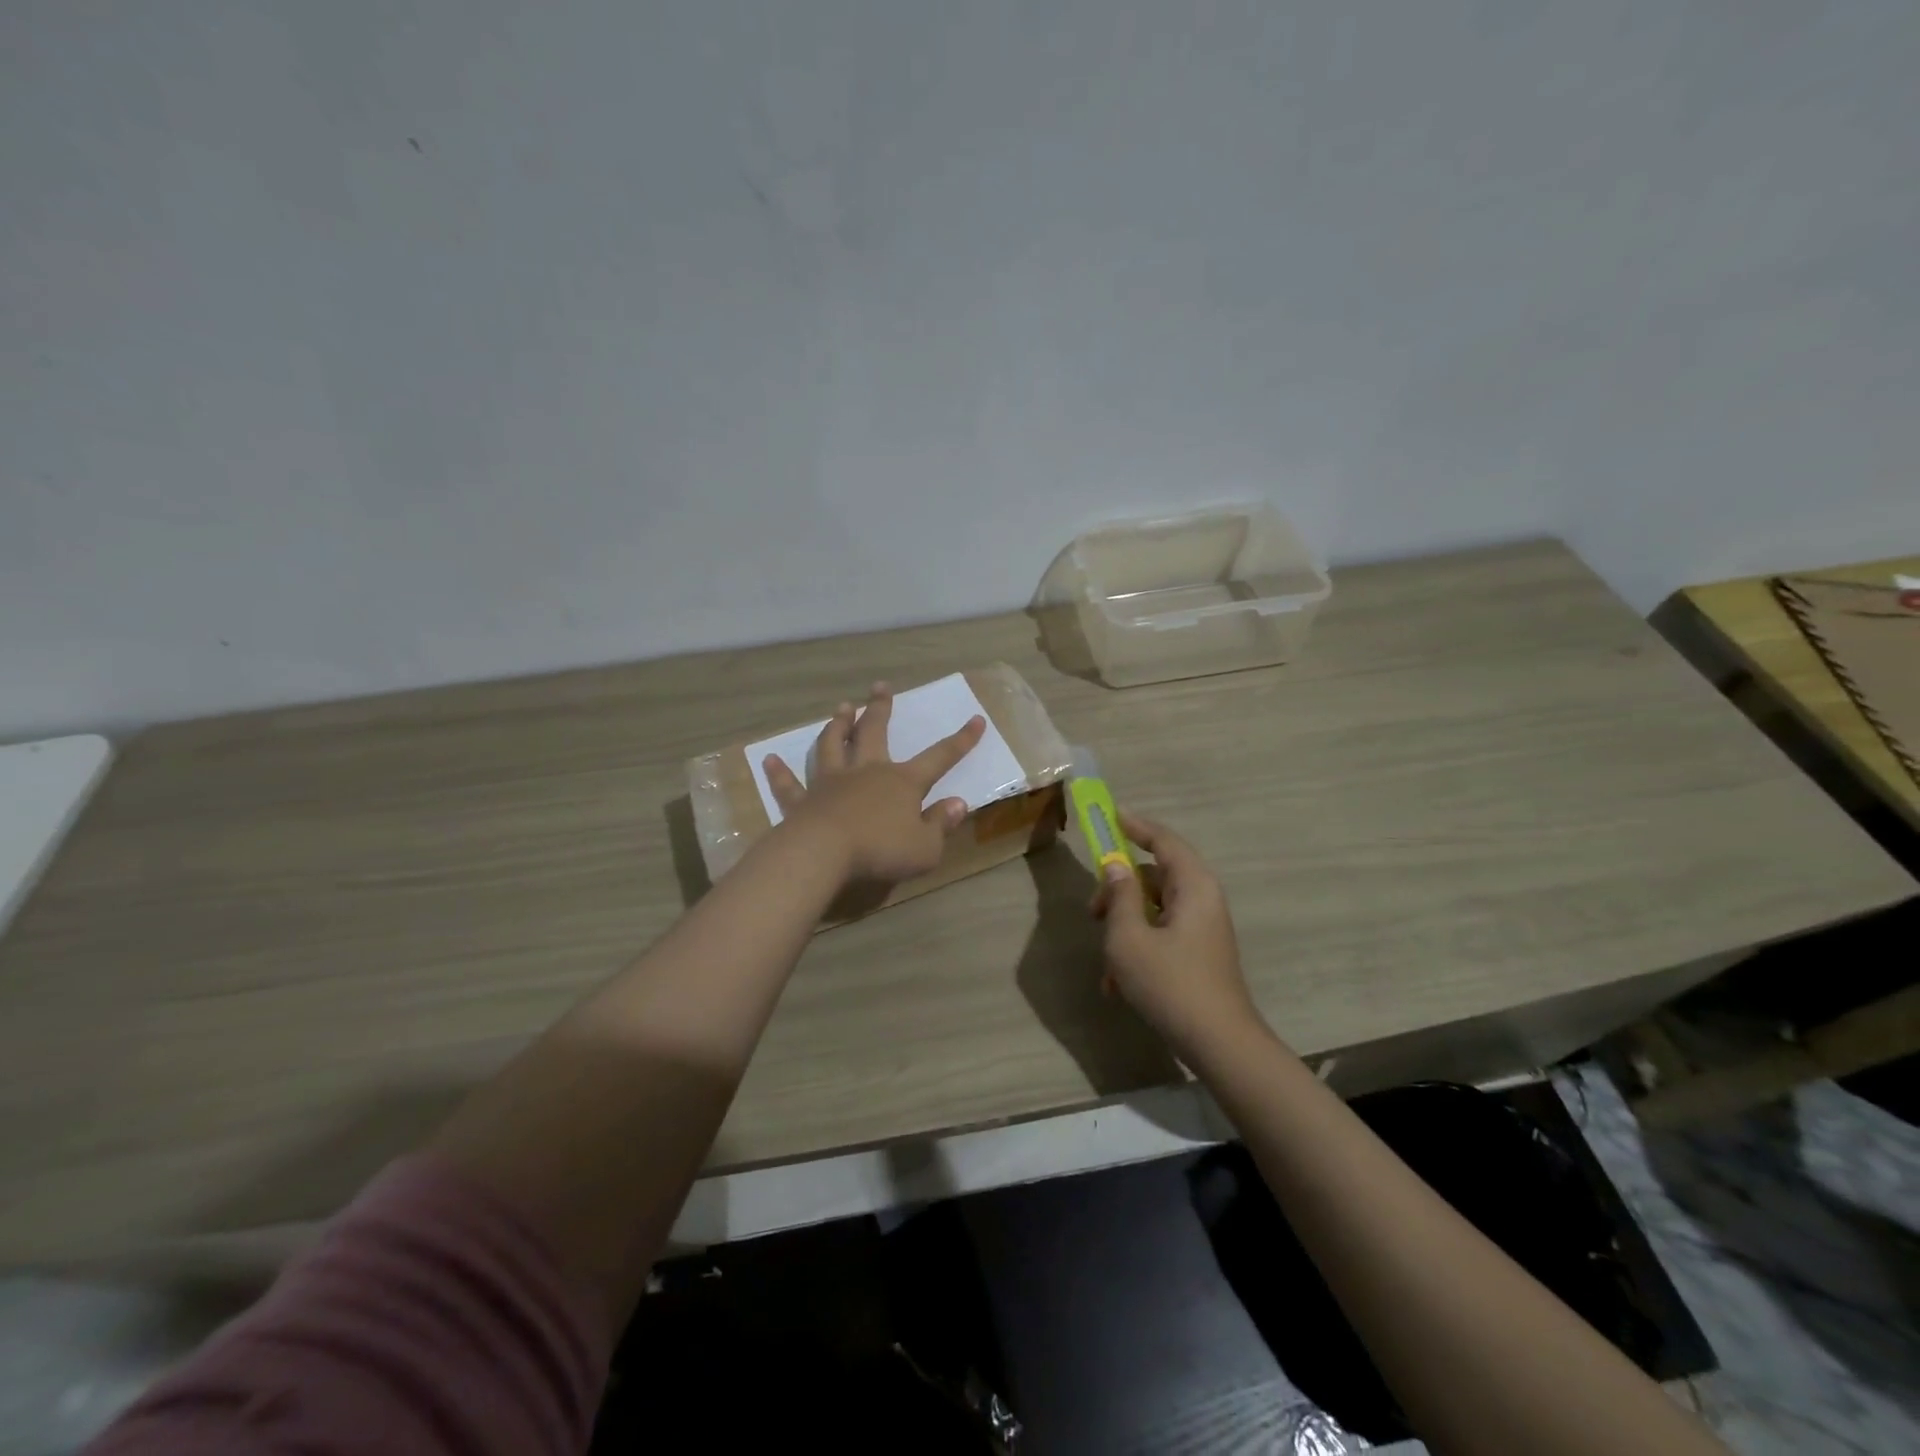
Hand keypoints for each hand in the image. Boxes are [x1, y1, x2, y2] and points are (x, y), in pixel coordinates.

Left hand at [763, 682, 985, 885]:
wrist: (825, 853)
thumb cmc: (882, 850)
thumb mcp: (925, 847)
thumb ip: (941, 825)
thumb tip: (958, 804)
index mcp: (902, 782)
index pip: (939, 757)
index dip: (960, 740)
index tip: (976, 719)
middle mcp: (867, 772)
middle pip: (875, 733)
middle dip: (880, 709)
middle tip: (880, 686)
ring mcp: (831, 783)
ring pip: (833, 746)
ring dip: (838, 726)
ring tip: (841, 708)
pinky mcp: (803, 801)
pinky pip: (790, 784)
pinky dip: (780, 773)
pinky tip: (768, 760)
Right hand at [1091, 812, 1261, 1055]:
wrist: (1219, 1044)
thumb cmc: (1170, 984)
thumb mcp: (1129, 938)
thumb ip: (1119, 896)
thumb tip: (1116, 867)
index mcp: (1193, 886)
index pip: (1163, 840)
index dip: (1135, 825)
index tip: (1110, 815)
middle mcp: (1202, 900)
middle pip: (1154, 876)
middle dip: (1118, 891)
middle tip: (1092, 912)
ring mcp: (1203, 928)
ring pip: (1154, 909)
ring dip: (1124, 927)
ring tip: (1105, 963)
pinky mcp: (1199, 953)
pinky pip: (1162, 934)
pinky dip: (1138, 948)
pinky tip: (1117, 985)